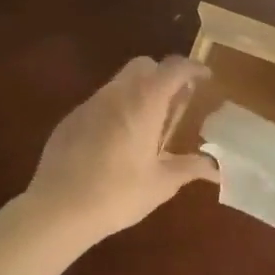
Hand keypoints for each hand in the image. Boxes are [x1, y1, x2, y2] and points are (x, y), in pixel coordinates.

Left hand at [25, 57, 217, 246]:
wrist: (58, 209)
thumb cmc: (117, 194)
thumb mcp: (161, 184)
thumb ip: (190, 168)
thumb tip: (216, 167)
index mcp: (144, 103)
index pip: (173, 68)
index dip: (192, 68)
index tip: (205, 78)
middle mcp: (117, 94)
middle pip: (143, 65)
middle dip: (162, 75)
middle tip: (176, 101)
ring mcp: (90, 104)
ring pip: (119, 82)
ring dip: (138, 92)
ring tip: (148, 124)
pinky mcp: (70, 119)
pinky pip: (100, 103)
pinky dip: (115, 109)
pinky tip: (117, 141)